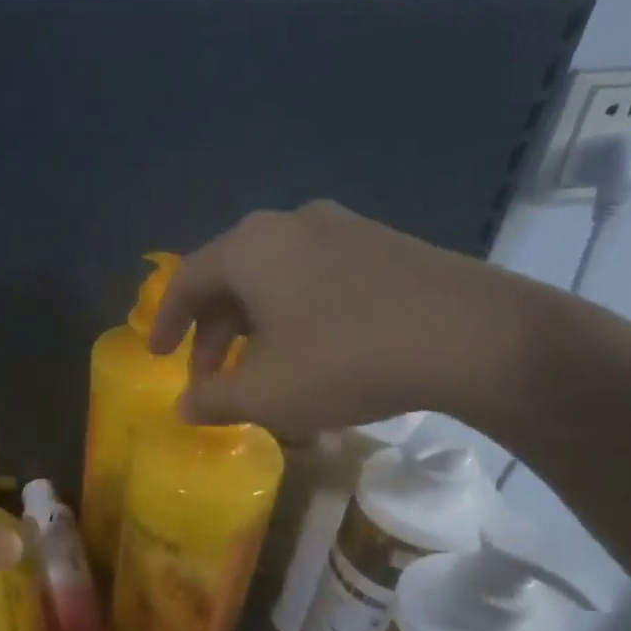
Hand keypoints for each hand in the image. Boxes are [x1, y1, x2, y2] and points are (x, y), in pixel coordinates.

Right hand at [149, 200, 530, 438]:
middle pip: (230, 277)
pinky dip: (292, 312)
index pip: (186, 280)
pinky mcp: (383, 244)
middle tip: (210, 377)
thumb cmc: (346, 360)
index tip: (156, 356)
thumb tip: (184, 406)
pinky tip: (309, 350)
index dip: (165, 322)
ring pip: (273, 277)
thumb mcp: (265, 393)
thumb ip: (212, 400)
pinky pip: (314, 276)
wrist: (474, 336)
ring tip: (257, 369)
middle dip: (211, 332)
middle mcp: (290, 224)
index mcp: (251, 248)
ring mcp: (343, 229)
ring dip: (252, 324)